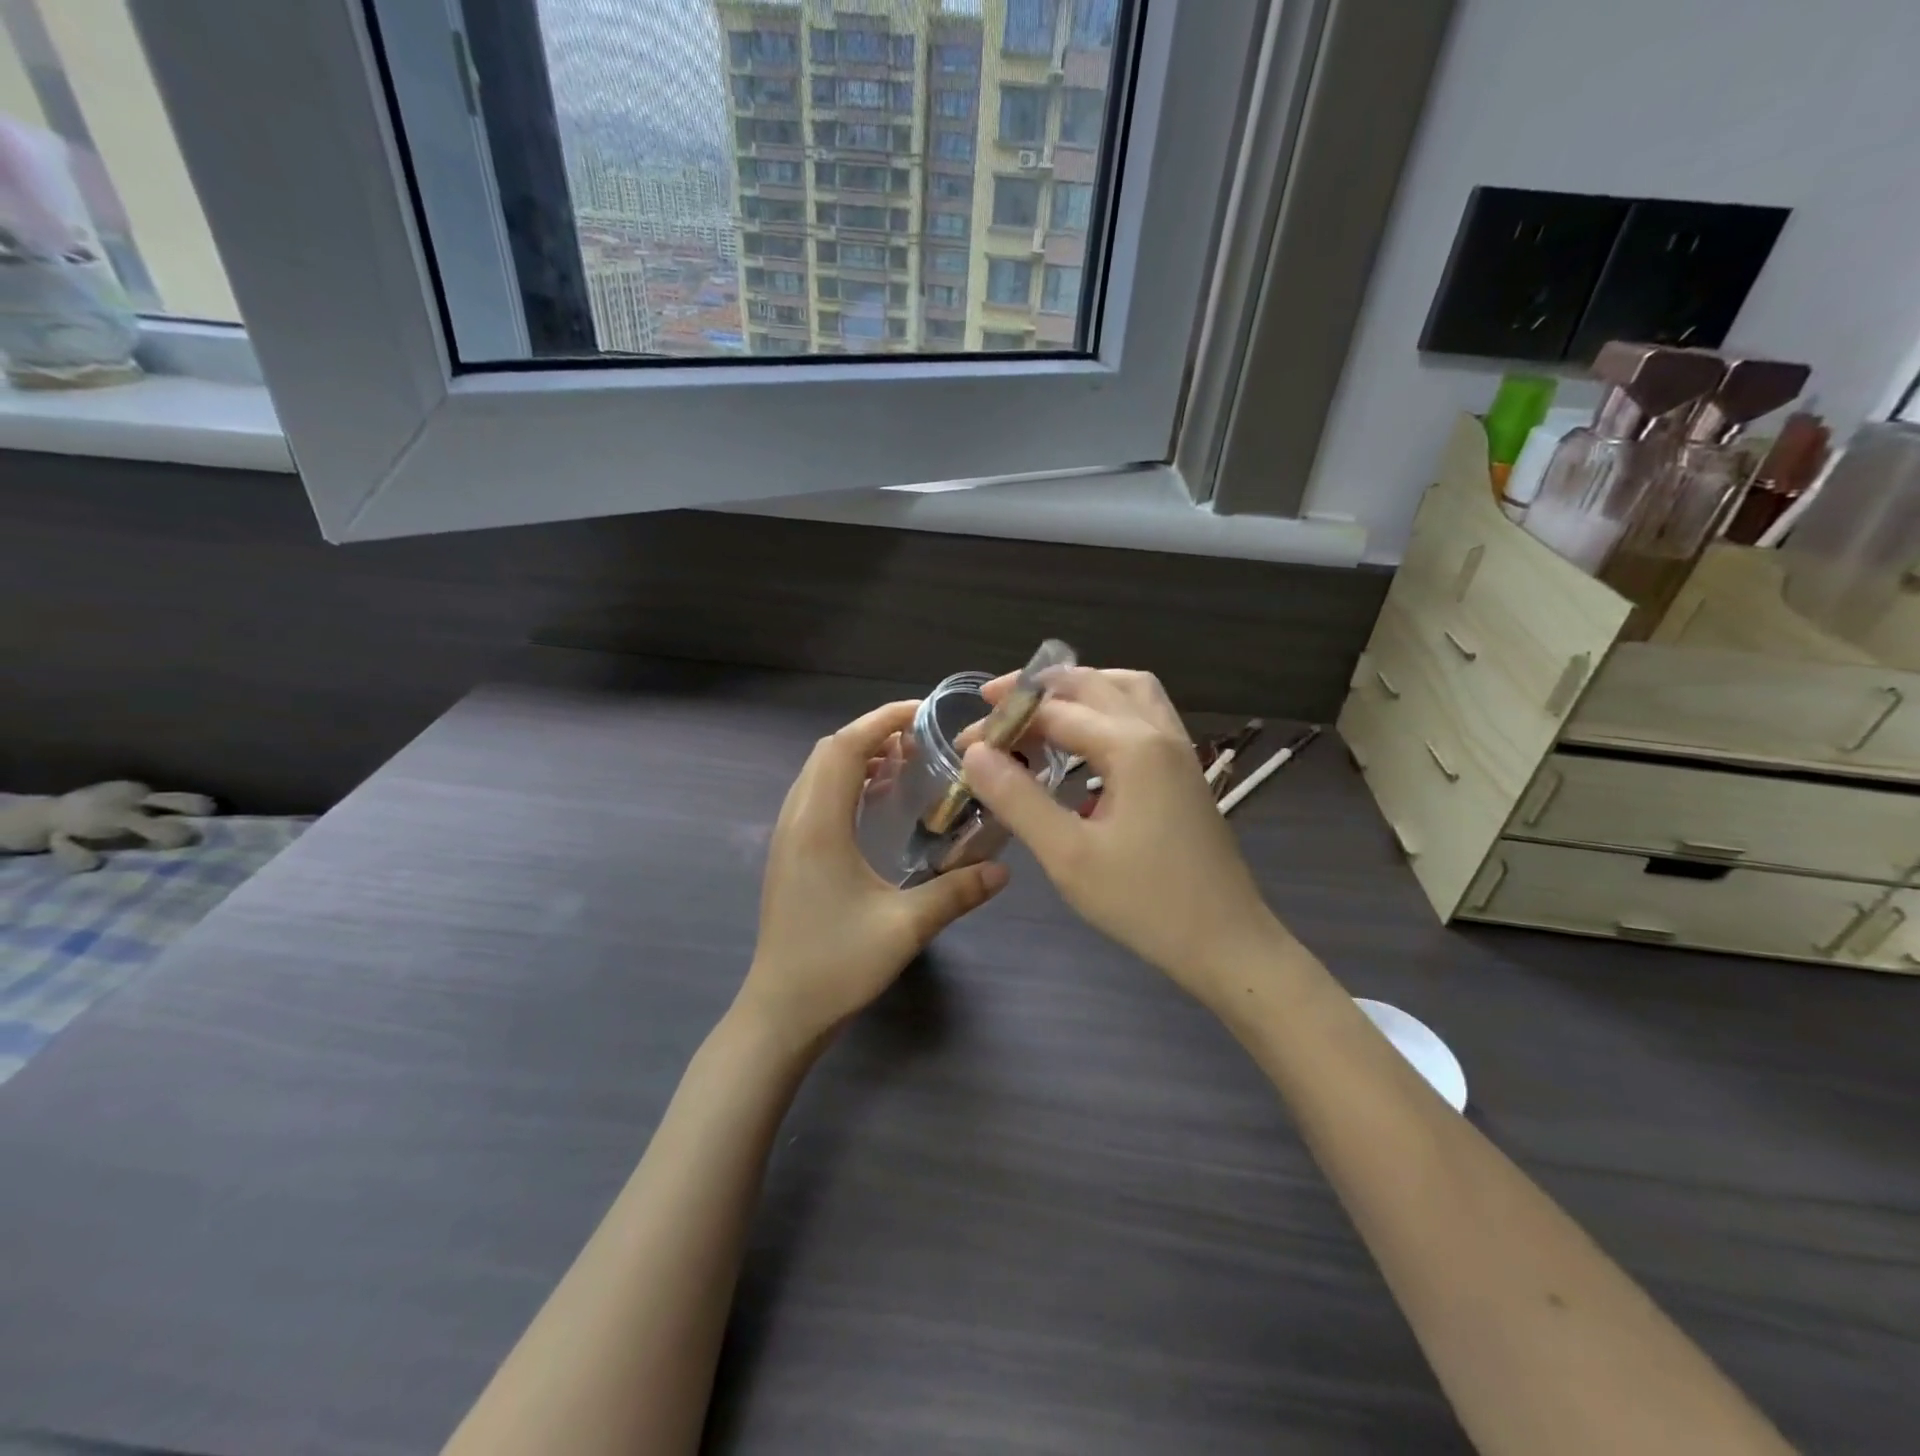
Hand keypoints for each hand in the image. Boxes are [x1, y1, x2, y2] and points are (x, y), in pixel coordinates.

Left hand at [739, 700, 1008, 1052]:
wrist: (781, 1011)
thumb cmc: (836, 966)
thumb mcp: (904, 928)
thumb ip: (956, 892)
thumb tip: (1003, 869)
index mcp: (819, 825)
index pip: (845, 747)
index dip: (881, 720)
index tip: (923, 713)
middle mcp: (796, 820)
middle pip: (828, 752)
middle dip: (873, 733)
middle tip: (922, 740)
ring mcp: (788, 837)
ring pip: (819, 773)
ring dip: (858, 757)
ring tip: (905, 763)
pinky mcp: (790, 854)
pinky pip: (816, 797)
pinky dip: (846, 782)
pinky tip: (878, 802)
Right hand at [962, 669, 1287, 1008]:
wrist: (1227, 942)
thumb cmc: (1145, 903)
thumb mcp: (1068, 856)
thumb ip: (1018, 799)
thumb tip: (976, 752)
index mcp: (1132, 747)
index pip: (1053, 713)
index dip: (1004, 722)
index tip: (964, 742)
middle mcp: (1158, 733)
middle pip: (1092, 684)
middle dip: (1038, 688)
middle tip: (994, 705)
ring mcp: (1178, 749)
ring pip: (1127, 689)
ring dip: (1081, 688)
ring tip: (1041, 709)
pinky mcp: (1185, 770)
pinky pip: (1144, 713)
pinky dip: (1108, 708)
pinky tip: (1087, 742)